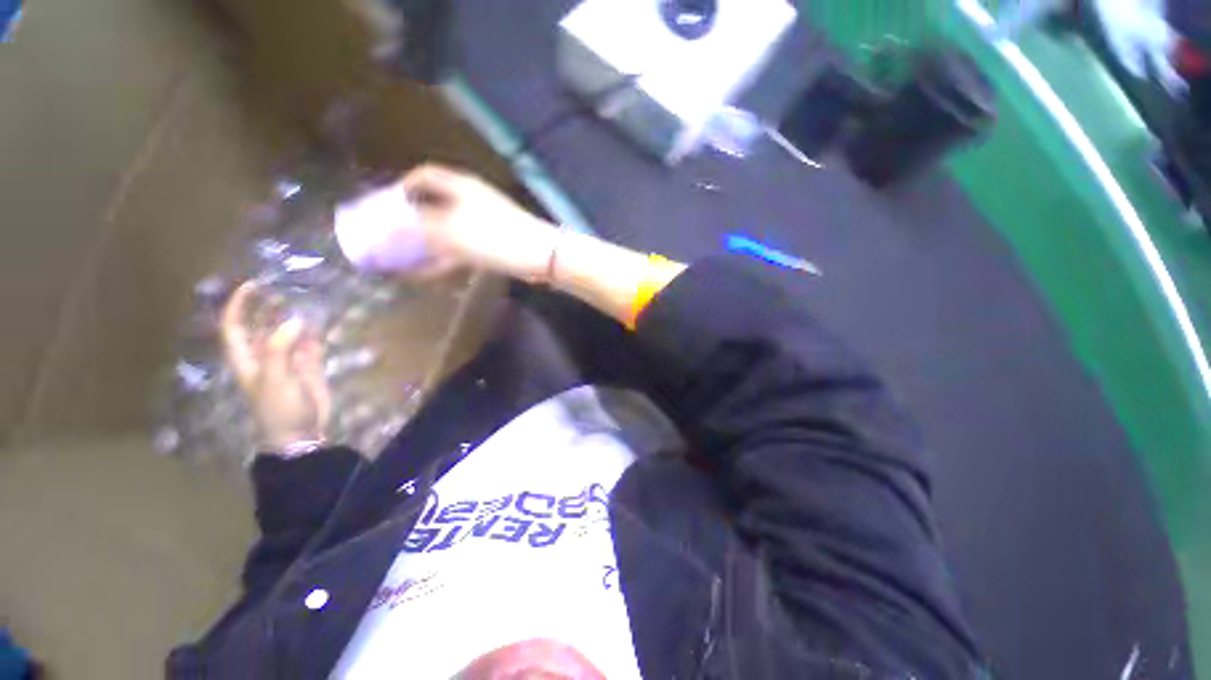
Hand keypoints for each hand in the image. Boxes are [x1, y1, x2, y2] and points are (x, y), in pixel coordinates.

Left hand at [221, 283, 330, 452]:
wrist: (301, 432)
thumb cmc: (278, 408)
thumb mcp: (274, 380)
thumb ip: (279, 349)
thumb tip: (294, 320)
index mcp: (246, 358)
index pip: (234, 326)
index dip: (239, 305)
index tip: (253, 286)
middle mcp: (264, 355)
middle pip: (260, 325)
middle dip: (267, 306)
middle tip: (283, 287)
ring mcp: (288, 360)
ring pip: (287, 331)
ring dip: (293, 316)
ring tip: (305, 297)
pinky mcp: (309, 365)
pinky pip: (310, 342)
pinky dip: (315, 331)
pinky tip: (322, 319)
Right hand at [397, 164, 559, 280]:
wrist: (540, 256)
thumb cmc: (495, 237)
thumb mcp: (451, 231)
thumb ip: (419, 227)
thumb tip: (393, 225)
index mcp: (460, 186)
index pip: (424, 176)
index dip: (403, 187)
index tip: (385, 204)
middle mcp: (470, 200)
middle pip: (434, 204)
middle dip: (412, 220)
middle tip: (391, 236)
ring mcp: (483, 223)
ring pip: (447, 230)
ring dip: (426, 244)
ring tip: (402, 259)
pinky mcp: (492, 244)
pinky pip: (461, 249)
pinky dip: (444, 259)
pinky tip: (427, 274)